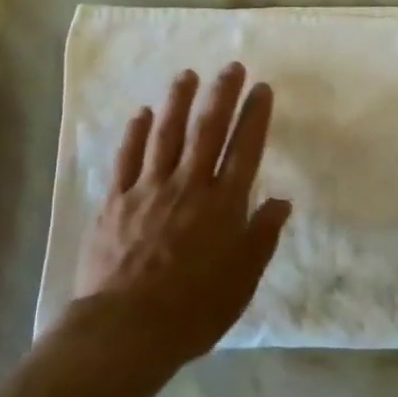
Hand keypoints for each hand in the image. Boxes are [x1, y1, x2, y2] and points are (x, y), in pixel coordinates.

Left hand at [73, 63, 291, 369]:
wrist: (126, 330)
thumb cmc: (193, 311)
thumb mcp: (242, 281)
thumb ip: (262, 237)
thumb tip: (281, 201)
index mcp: (223, 205)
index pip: (245, 149)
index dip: (255, 116)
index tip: (261, 89)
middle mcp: (188, 186)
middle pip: (208, 130)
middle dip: (222, 95)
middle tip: (231, 67)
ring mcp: (149, 189)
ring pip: (166, 135)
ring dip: (178, 102)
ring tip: (187, 75)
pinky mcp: (116, 200)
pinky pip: (127, 158)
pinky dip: (134, 133)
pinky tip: (141, 113)